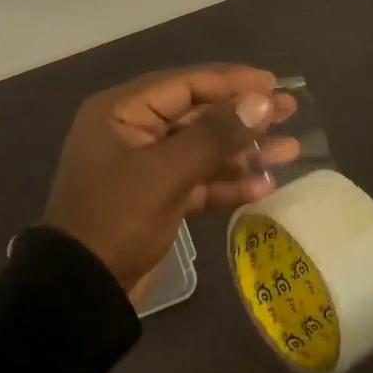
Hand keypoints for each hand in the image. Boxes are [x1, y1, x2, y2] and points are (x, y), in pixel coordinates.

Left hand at [43, 66, 297, 290]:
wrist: (82, 291)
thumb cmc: (117, 218)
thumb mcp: (166, 173)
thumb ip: (215, 135)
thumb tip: (262, 100)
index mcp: (121, 111)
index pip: (184, 84)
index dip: (231, 82)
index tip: (274, 84)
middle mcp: (132, 130)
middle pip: (197, 114)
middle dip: (243, 116)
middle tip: (291, 110)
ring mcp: (144, 165)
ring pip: (201, 148)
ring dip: (243, 151)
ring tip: (290, 149)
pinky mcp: (156, 197)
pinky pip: (197, 180)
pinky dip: (227, 183)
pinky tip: (265, 186)